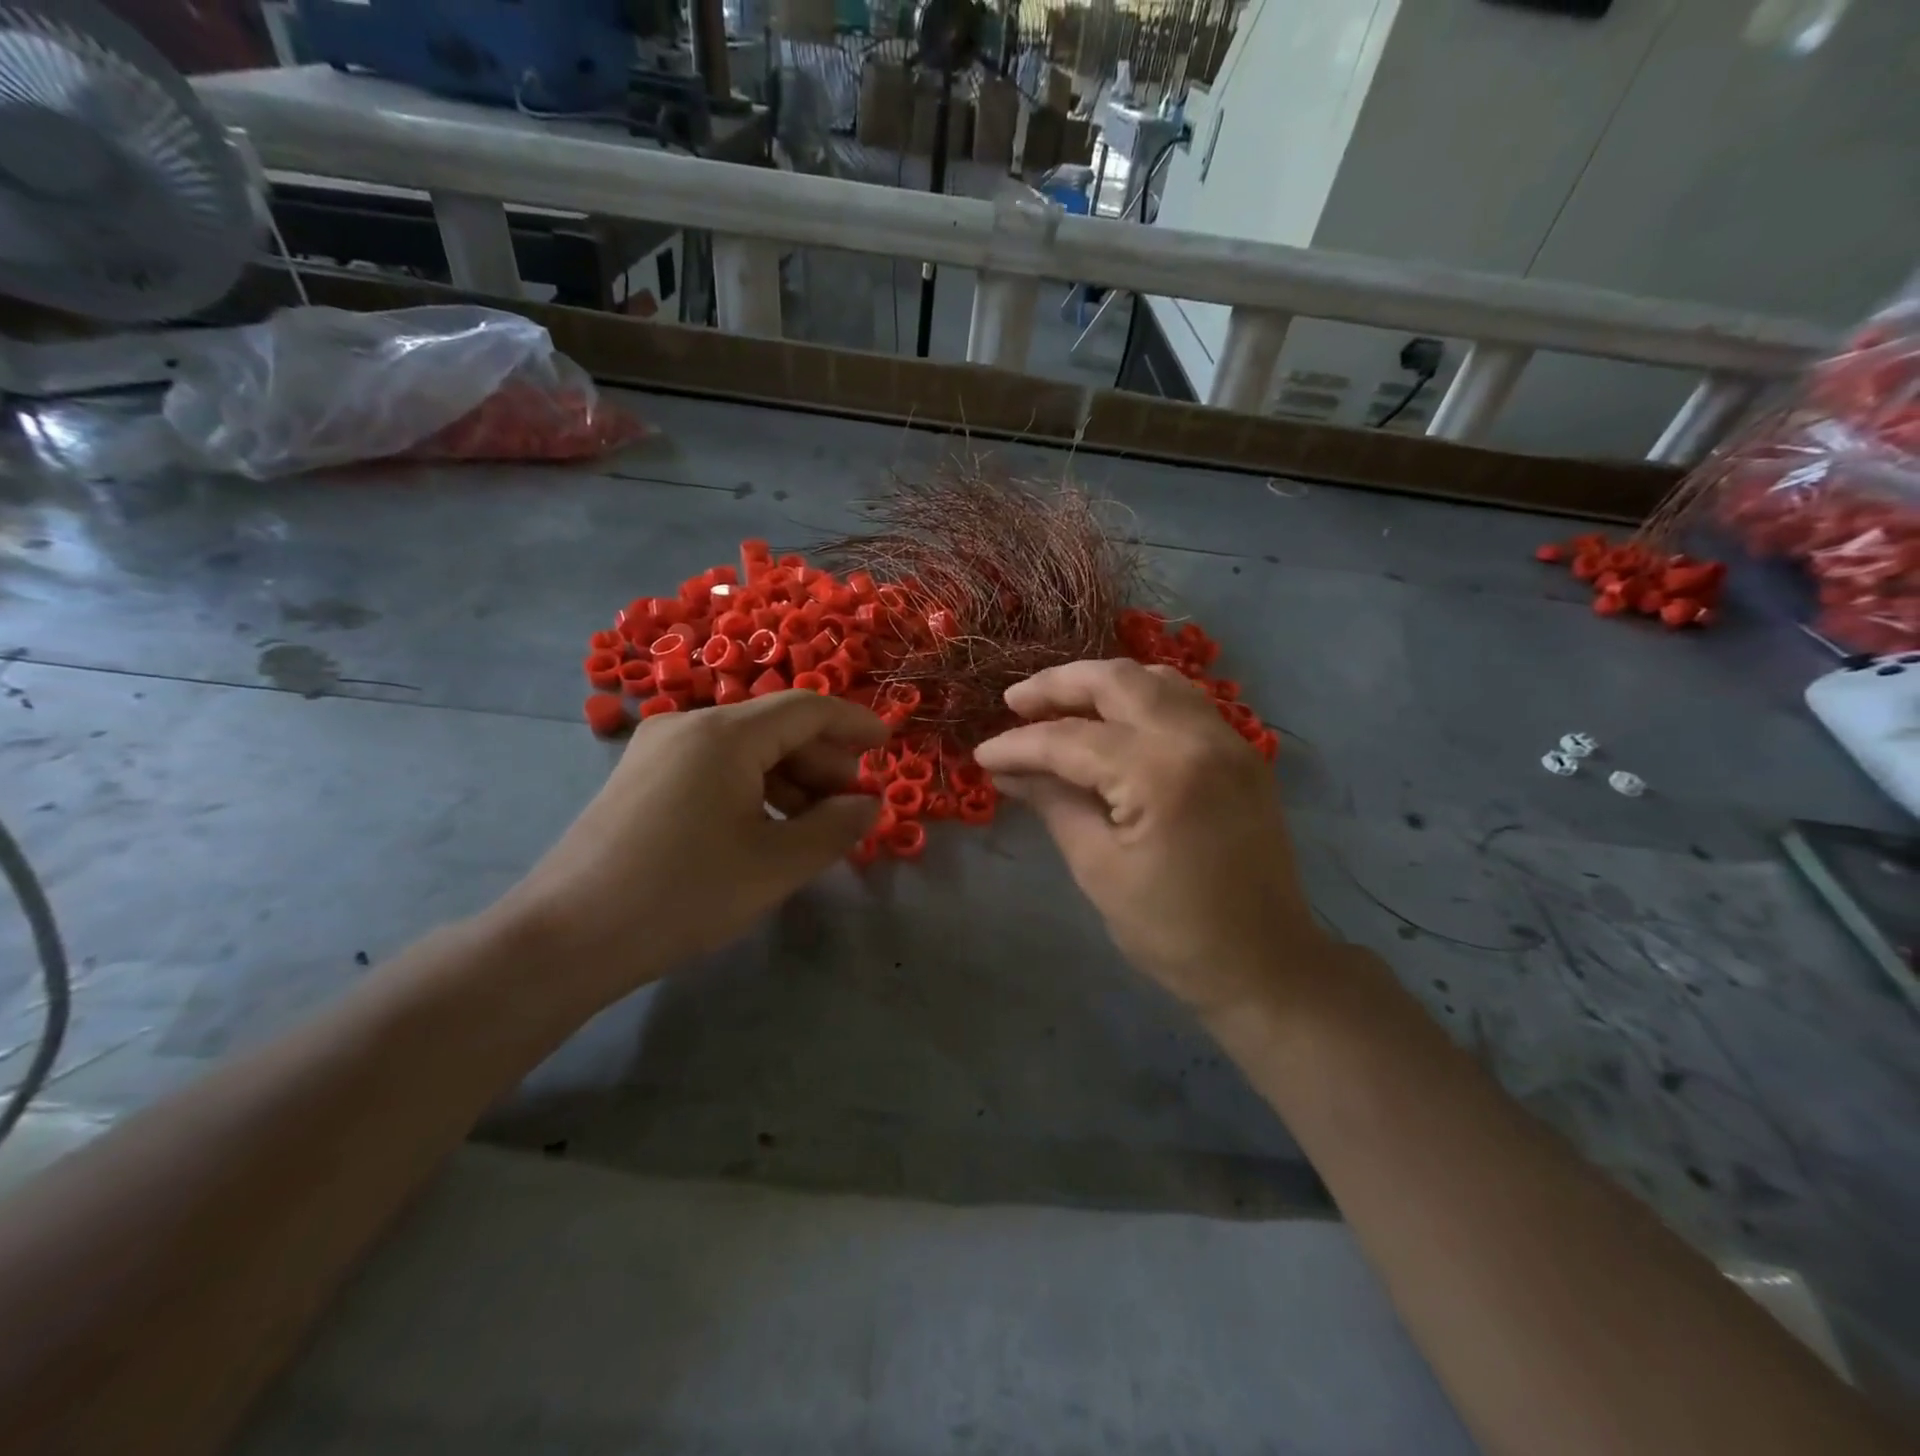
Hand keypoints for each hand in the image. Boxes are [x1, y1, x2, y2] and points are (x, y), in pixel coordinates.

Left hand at [499, 692, 886, 1003]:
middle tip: (851, 806)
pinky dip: (752, 789)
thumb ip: (835, 828)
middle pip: (775, 727)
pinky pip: (714, 768)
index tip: (888, 745)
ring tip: (812, 826)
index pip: (806, 708)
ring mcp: (657, 750)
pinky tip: (764, 830)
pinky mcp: (641, 779)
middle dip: (823, 762)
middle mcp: (688, 725)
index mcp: (724, 734)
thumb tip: (869, 804)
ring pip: (744, 750)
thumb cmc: (682, 894)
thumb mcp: (775, 865)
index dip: (854, 723)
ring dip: (789, 780)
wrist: (565, 938)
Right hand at [973, 659, 1325, 1019]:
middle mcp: (1199, 738)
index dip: (1019, 745)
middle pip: (1117, 681)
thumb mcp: (1098, 868)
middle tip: (1014, 704)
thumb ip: (1053, 804)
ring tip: (1059, 704)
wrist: (1265, 964)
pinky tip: (1112, 719)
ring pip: (1155, 680)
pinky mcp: (1242, 753)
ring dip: (1101, 684)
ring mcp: (1229, 740)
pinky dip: (1140, 698)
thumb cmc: (1172, 931)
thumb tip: (1009, 771)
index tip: (982, 755)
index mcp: (1160, 774)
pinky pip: (1184, 701)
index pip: (1071, 739)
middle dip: (1058, 686)